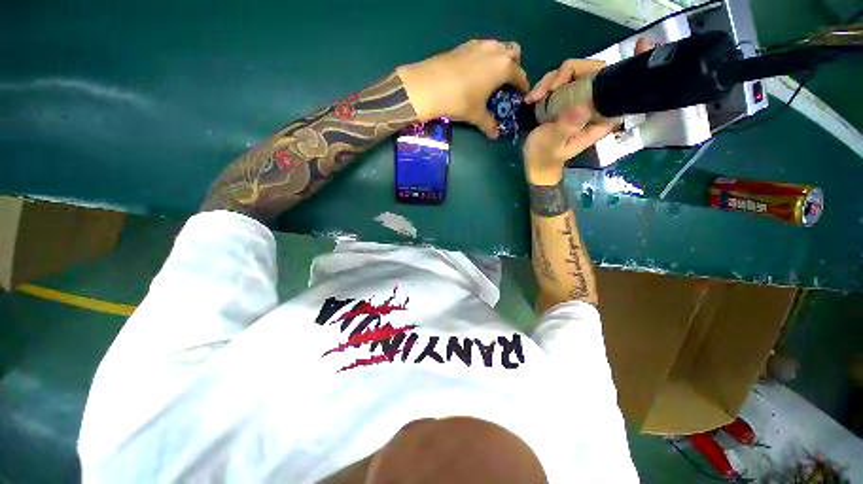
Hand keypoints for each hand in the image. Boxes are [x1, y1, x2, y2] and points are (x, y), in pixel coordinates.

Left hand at [396, 39, 529, 138]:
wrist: (428, 86)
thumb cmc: (459, 101)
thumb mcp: (476, 115)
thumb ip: (489, 124)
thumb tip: (495, 135)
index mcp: (503, 67)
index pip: (520, 76)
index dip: (523, 87)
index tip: (522, 95)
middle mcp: (494, 51)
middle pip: (513, 53)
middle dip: (514, 66)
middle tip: (506, 83)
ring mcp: (478, 45)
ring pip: (497, 47)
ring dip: (499, 59)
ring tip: (491, 77)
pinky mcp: (463, 45)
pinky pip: (481, 48)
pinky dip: (484, 58)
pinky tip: (474, 72)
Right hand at [522, 38, 654, 183]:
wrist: (533, 161)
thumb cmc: (544, 156)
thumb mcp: (552, 144)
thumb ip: (565, 129)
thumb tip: (581, 108)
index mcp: (600, 117)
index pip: (622, 88)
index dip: (633, 65)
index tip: (640, 44)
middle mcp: (593, 103)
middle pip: (592, 70)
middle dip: (567, 73)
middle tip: (547, 89)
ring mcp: (578, 98)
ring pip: (572, 72)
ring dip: (549, 81)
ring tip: (533, 99)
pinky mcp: (564, 97)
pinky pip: (558, 80)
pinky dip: (543, 86)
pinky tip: (531, 99)